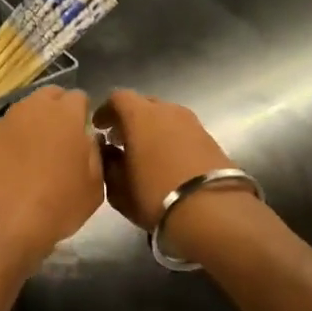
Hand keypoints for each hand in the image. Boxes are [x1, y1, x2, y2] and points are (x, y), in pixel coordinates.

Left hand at [0, 87, 103, 269]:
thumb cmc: (56, 206)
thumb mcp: (94, 187)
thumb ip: (95, 154)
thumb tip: (88, 139)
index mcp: (65, 114)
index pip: (79, 97)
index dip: (84, 114)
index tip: (85, 134)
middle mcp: (33, 109)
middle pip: (50, 96)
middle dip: (58, 110)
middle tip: (63, 140)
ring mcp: (6, 122)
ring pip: (26, 111)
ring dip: (35, 123)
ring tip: (38, 153)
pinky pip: (7, 130)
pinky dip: (15, 140)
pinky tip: (16, 165)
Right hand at [93, 90, 234, 228]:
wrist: (212, 212)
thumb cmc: (155, 196)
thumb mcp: (119, 189)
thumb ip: (109, 165)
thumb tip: (109, 153)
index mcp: (140, 115)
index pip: (118, 98)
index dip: (106, 111)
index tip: (99, 128)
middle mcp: (168, 110)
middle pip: (144, 105)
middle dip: (130, 119)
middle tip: (120, 141)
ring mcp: (193, 123)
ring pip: (166, 118)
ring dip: (153, 130)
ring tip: (145, 153)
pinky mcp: (211, 139)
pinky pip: (183, 132)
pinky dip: (171, 140)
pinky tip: (167, 162)